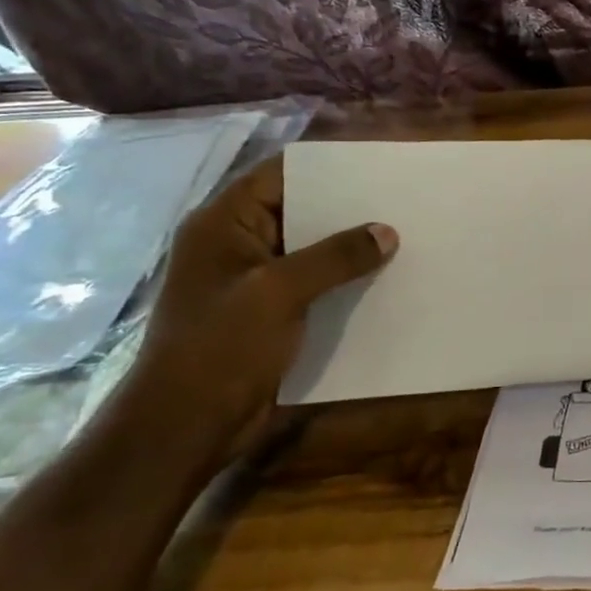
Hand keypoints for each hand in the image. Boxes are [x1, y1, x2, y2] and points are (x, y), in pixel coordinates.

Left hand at [126, 157, 396, 457]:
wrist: (187, 425)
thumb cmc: (220, 347)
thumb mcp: (279, 292)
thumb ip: (335, 257)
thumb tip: (387, 232)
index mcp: (224, 224)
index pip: (279, 174)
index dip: (327, 166)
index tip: (377, 165)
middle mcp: (237, 244)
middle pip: (299, 209)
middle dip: (348, 207)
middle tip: (401, 201)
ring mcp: (253, 280)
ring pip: (311, 249)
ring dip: (350, 246)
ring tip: (402, 235)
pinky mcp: (270, 312)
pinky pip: (314, 283)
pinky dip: (344, 278)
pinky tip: (383, 277)